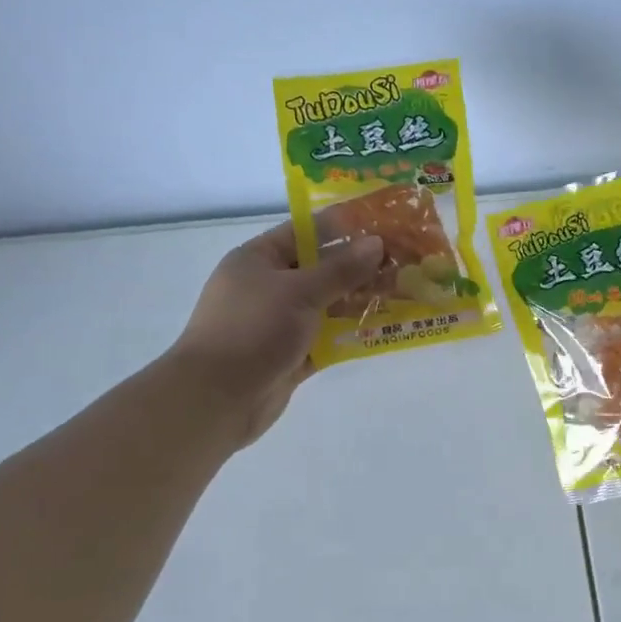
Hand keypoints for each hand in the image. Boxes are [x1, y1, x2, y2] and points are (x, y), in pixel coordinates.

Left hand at [167, 223, 383, 446]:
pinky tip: (385, 329)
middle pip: (320, 269)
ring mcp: (279, 323)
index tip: (383, 222)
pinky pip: (327, 338)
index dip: (343, 226)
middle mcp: (268, 287)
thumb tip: (377, 243)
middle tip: (404, 260)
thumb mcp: (299, 292)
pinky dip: (350, 335)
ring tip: (404, 293)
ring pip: (327, 305)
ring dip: (360, 301)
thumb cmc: (252, 330)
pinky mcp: (290, 356)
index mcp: (258, 260)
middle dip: (360, 267)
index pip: (305, 232)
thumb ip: (341, 269)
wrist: (216, 399)